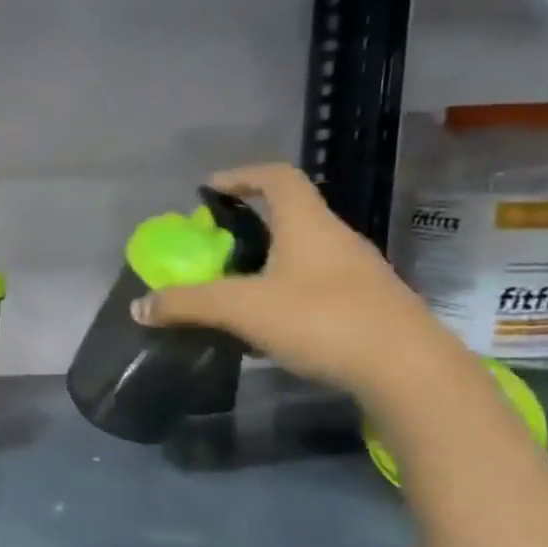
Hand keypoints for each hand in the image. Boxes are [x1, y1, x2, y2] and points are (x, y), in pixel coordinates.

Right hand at [131, 163, 464, 404]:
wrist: (409, 371)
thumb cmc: (322, 320)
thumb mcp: (242, 309)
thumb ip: (188, 304)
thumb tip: (139, 307)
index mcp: (308, 224)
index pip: (277, 178)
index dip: (241, 175)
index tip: (209, 190)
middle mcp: (336, 239)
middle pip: (290, 215)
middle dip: (248, 225)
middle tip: (213, 246)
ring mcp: (358, 273)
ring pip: (304, 253)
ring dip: (268, 261)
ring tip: (235, 287)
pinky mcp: (368, 306)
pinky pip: (317, 285)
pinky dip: (287, 291)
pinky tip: (269, 323)